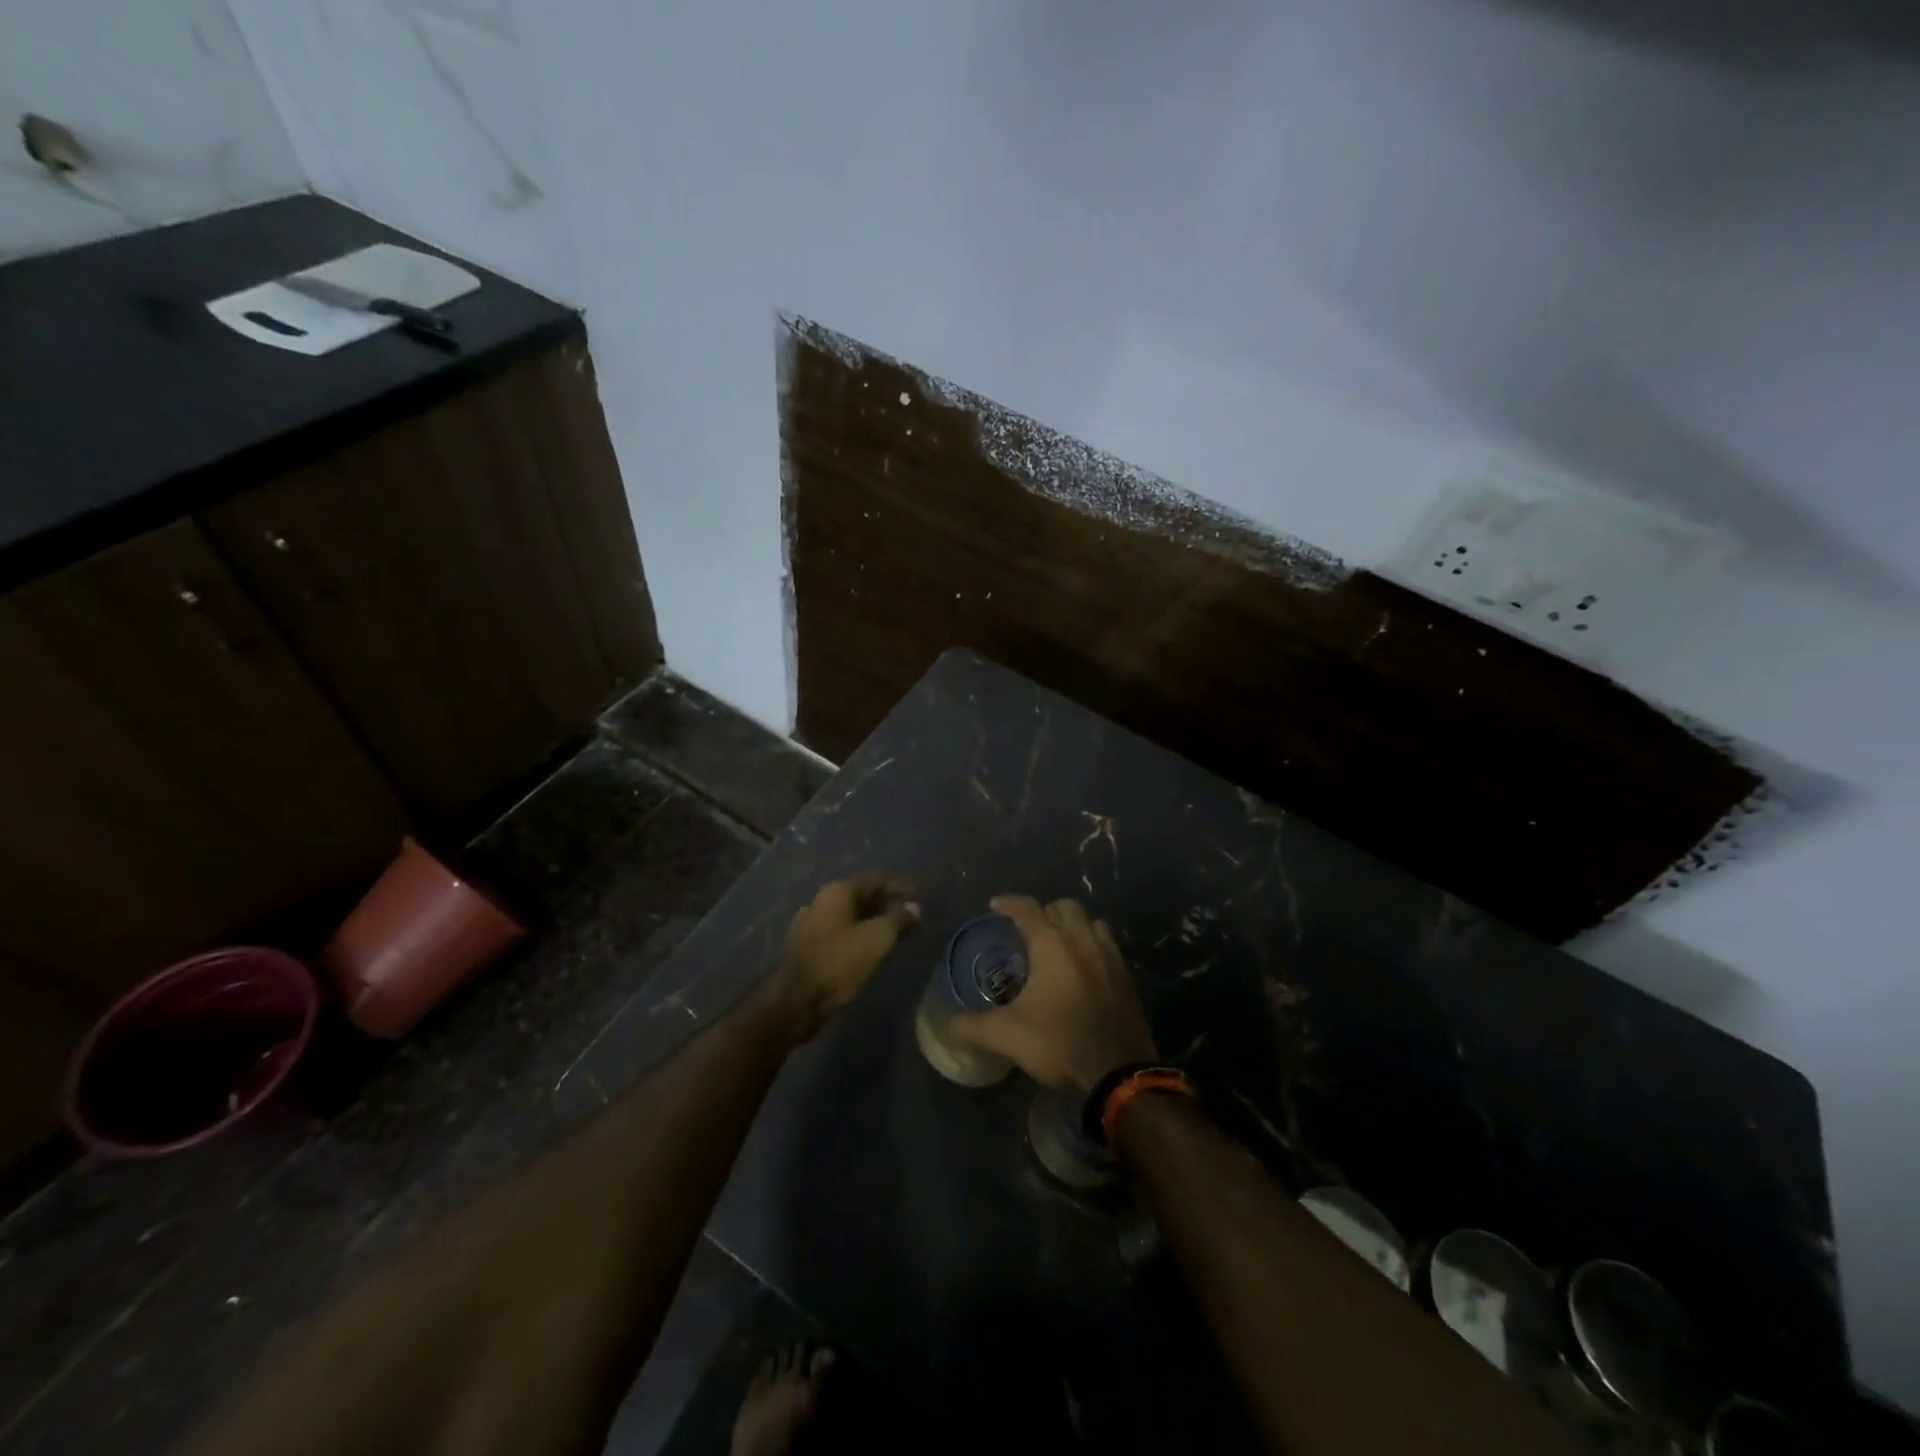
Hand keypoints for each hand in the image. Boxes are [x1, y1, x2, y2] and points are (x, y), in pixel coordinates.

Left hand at [764, 873, 919, 1040]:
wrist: (795, 1001)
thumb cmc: (839, 961)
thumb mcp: (877, 938)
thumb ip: (898, 918)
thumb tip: (914, 907)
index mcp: (836, 892)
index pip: (875, 879)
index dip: (900, 887)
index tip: (921, 897)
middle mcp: (821, 902)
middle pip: (861, 897)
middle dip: (888, 905)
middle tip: (912, 917)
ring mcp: (810, 926)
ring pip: (850, 918)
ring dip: (874, 923)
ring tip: (896, 934)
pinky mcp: (807, 950)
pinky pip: (841, 935)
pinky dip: (860, 937)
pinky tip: (872, 950)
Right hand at [949, 895, 1156, 1091]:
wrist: (1118, 1074)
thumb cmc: (1059, 1043)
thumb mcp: (1007, 1036)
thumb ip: (973, 1026)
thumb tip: (948, 1023)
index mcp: (1053, 945)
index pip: (1028, 910)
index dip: (1009, 903)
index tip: (995, 905)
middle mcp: (1083, 941)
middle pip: (1065, 907)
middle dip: (1046, 911)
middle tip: (1030, 930)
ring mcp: (1111, 958)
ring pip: (1092, 923)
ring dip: (1074, 926)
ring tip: (1060, 945)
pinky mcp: (1128, 978)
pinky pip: (1109, 947)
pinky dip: (1093, 947)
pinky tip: (1084, 970)